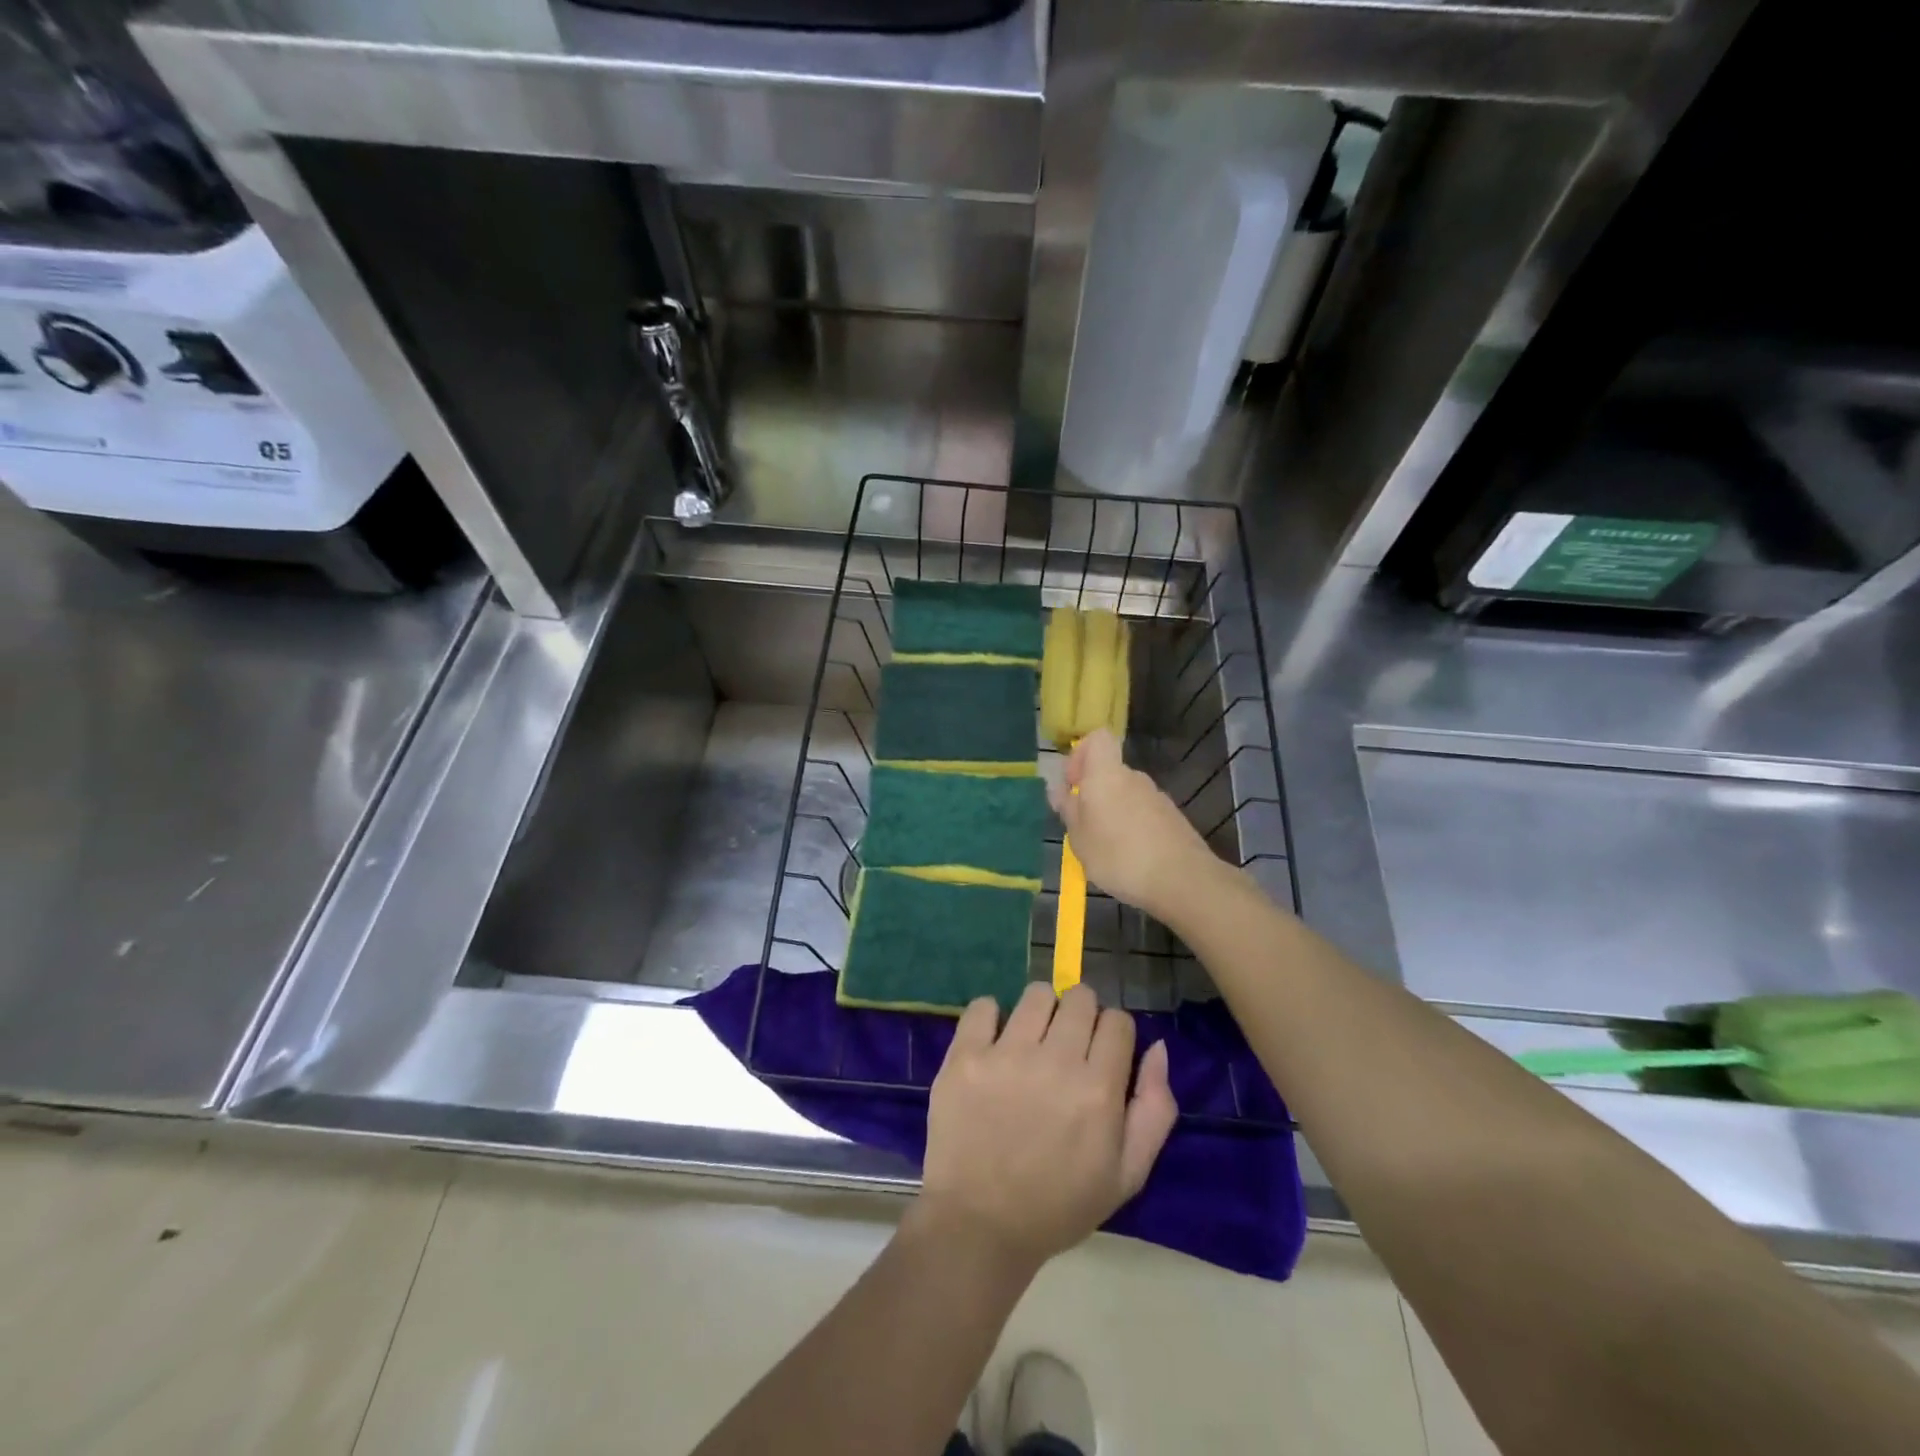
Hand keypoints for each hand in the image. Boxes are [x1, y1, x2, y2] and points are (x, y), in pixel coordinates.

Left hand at [917, 983, 1176, 1270]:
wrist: (980, 1225)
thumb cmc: (1059, 1204)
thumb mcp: (1128, 1175)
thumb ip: (1155, 1109)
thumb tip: (1157, 1048)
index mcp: (1098, 1090)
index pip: (1118, 1021)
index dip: (1114, 1035)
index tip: (1101, 1054)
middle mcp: (1055, 1062)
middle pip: (1080, 998)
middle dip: (1081, 1015)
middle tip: (1067, 1045)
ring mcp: (1006, 1054)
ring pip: (1037, 994)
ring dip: (1041, 1011)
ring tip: (1031, 1041)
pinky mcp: (965, 1056)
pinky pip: (983, 1005)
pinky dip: (990, 1017)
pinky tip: (993, 1042)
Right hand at [1050, 729, 1215, 920]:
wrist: (1181, 880)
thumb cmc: (1118, 855)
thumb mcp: (1079, 837)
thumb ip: (1068, 809)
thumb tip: (1060, 790)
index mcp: (1107, 774)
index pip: (1097, 738)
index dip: (1080, 754)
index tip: (1072, 784)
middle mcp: (1134, 777)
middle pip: (1109, 771)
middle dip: (1093, 793)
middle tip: (1081, 827)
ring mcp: (1156, 797)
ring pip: (1125, 795)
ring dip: (1112, 813)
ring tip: (1104, 849)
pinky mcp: (1172, 818)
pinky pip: (1142, 814)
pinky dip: (1132, 828)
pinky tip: (1129, 858)